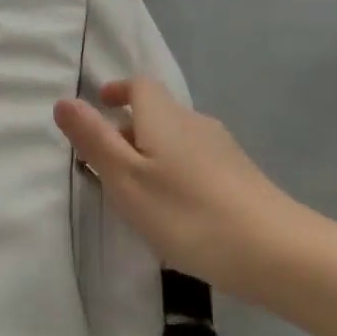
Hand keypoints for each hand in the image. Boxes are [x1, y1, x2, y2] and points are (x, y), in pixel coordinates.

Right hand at [54, 78, 298, 298]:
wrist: (272, 249)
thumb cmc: (186, 213)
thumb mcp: (127, 179)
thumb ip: (94, 140)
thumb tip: (64, 101)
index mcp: (165, 117)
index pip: (140, 86)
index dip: (118, 91)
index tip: (100, 104)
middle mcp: (195, 123)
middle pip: (157, 113)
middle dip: (128, 129)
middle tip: (103, 162)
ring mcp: (222, 149)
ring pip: (176, 139)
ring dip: (150, 153)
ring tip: (134, 190)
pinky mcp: (239, 176)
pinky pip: (194, 161)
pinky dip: (173, 171)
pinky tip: (173, 208)